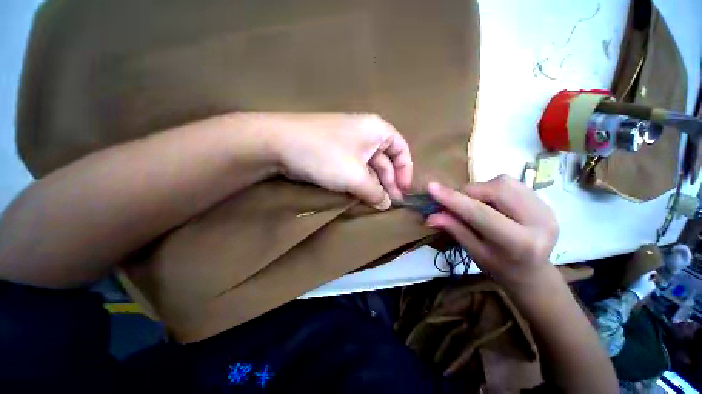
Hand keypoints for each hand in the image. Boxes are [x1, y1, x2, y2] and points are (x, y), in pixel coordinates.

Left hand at [268, 113, 412, 209]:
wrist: (279, 143)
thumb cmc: (326, 155)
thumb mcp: (356, 177)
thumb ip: (375, 192)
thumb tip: (386, 205)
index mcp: (377, 130)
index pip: (402, 149)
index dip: (405, 171)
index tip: (403, 192)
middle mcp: (365, 133)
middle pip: (385, 160)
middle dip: (388, 182)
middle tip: (387, 204)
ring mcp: (348, 142)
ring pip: (369, 166)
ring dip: (373, 184)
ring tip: (375, 203)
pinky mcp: (335, 152)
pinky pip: (354, 167)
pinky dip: (359, 181)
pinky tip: (360, 194)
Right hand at [426, 175, 558, 288]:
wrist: (533, 272)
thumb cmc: (500, 268)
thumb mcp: (474, 252)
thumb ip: (455, 229)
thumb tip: (430, 216)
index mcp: (521, 243)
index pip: (481, 213)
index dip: (453, 199)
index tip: (431, 187)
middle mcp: (540, 221)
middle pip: (496, 190)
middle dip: (469, 192)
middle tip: (456, 203)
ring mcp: (546, 208)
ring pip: (503, 182)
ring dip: (480, 190)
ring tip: (475, 205)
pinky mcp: (545, 201)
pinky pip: (511, 183)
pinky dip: (491, 189)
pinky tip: (491, 203)